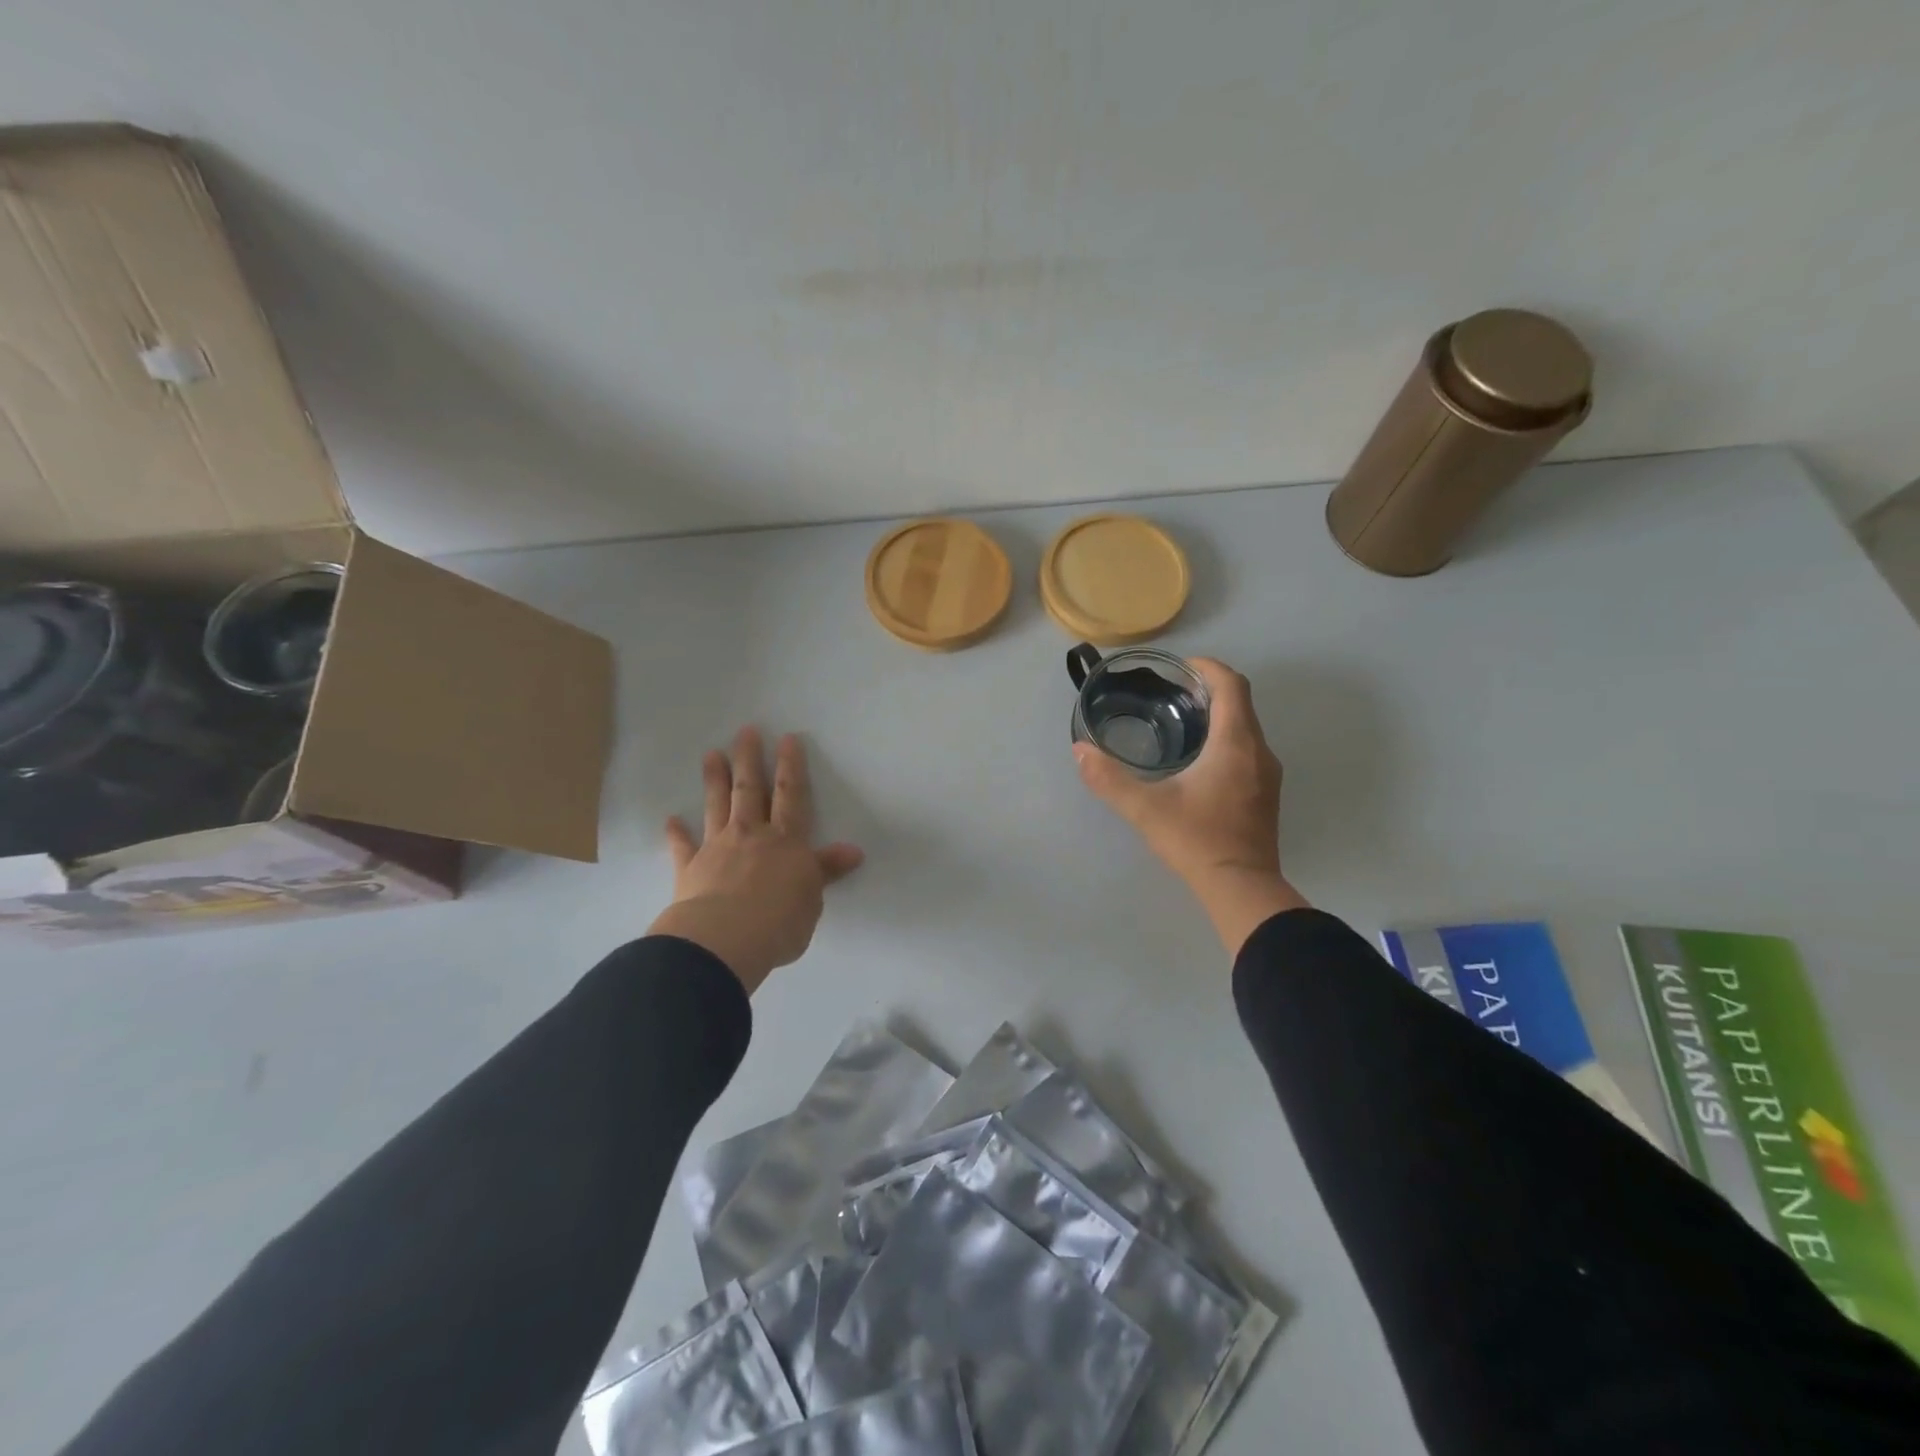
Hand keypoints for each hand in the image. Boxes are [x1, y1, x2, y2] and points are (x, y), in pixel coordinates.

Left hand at [649, 728, 864, 992]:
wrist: (724, 940)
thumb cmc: (779, 921)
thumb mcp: (813, 898)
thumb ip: (825, 871)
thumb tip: (853, 852)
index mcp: (786, 841)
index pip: (791, 795)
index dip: (791, 767)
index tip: (787, 739)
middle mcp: (751, 835)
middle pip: (750, 790)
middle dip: (750, 759)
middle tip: (745, 731)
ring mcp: (717, 848)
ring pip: (717, 806)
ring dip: (714, 780)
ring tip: (711, 754)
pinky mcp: (690, 869)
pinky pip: (682, 847)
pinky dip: (677, 833)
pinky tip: (671, 819)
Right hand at [1074, 658, 1308, 955]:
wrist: (1242, 888)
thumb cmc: (1196, 840)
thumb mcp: (1145, 808)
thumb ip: (1109, 779)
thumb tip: (1080, 751)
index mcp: (1235, 743)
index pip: (1231, 685)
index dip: (1207, 667)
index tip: (1179, 667)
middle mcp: (1258, 750)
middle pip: (1240, 703)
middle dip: (1209, 689)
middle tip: (1170, 693)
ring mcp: (1266, 774)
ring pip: (1246, 727)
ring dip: (1218, 716)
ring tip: (1179, 722)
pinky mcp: (1265, 794)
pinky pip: (1248, 749)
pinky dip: (1226, 739)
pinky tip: (1198, 760)